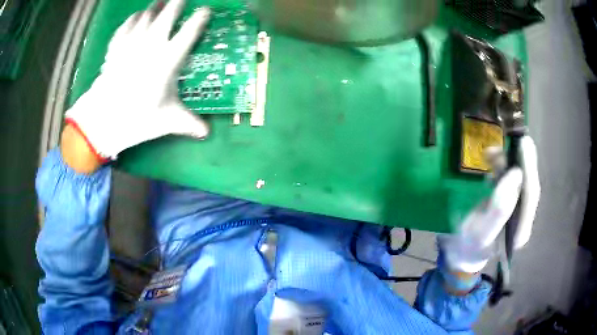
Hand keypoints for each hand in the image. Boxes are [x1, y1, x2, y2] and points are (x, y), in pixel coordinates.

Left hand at [63, 0, 209, 169]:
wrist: (102, 120)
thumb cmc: (137, 119)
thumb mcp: (167, 121)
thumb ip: (189, 123)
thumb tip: (207, 133)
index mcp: (168, 60)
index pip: (190, 32)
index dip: (200, 19)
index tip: (206, 11)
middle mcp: (151, 45)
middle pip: (167, 15)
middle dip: (177, 4)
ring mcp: (131, 43)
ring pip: (146, 15)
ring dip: (155, 6)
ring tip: (161, 1)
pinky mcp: (116, 48)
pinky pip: (126, 26)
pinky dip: (133, 19)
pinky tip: (137, 16)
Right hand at [439, 136, 540, 275]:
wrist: (462, 250)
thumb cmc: (469, 244)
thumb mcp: (480, 232)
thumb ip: (499, 208)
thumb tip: (515, 175)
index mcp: (520, 230)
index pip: (530, 196)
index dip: (528, 169)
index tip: (523, 145)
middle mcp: (523, 218)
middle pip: (528, 185)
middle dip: (523, 161)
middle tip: (518, 138)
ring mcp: (517, 209)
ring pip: (520, 179)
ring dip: (509, 161)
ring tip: (491, 151)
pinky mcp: (509, 200)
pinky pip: (510, 178)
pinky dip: (502, 165)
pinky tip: (491, 160)